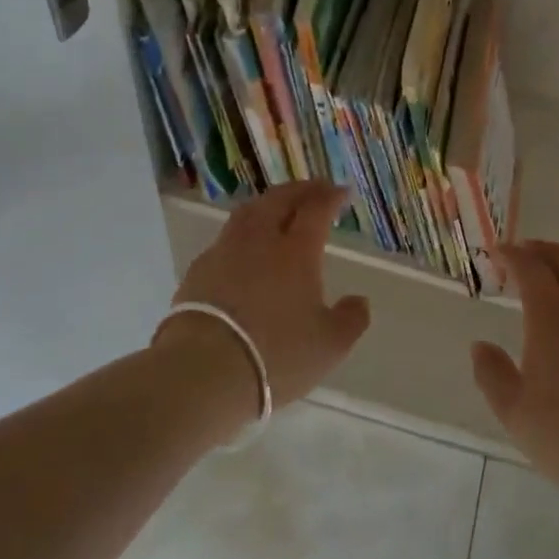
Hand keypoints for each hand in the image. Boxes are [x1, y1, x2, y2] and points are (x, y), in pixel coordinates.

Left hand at [160, 181, 371, 411]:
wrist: (204, 369)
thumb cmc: (277, 354)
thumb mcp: (329, 345)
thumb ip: (351, 319)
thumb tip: (359, 301)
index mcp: (296, 251)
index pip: (316, 209)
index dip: (330, 197)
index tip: (341, 192)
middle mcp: (260, 240)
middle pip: (279, 200)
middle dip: (300, 190)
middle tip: (314, 189)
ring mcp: (225, 252)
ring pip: (248, 213)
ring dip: (268, 204)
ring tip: (278, 208)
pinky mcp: (199, 270)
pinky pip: (226, 239)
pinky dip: (243, 233)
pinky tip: (244, 249)